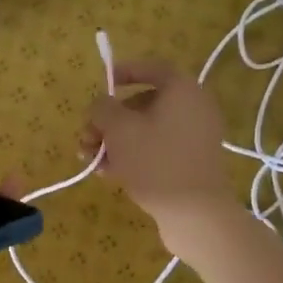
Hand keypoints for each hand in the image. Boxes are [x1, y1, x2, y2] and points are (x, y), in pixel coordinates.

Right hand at [85, 60, 236, 256]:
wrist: (195, 213)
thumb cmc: (155, 161)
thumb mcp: (118, 129)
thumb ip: (103, 109)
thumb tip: (101, 105)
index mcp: (182, 90)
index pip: (152, 68)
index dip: (124, 72)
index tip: (103, 83)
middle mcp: (194, 108)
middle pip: (145, 103)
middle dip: (111, 119)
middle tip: (87, 137)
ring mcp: (195, 137)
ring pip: (148, 129)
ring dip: (117, 140)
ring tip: (92, 161)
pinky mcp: (192, 162)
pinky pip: (159, 148)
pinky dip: (135, 155)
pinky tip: (110, 173)